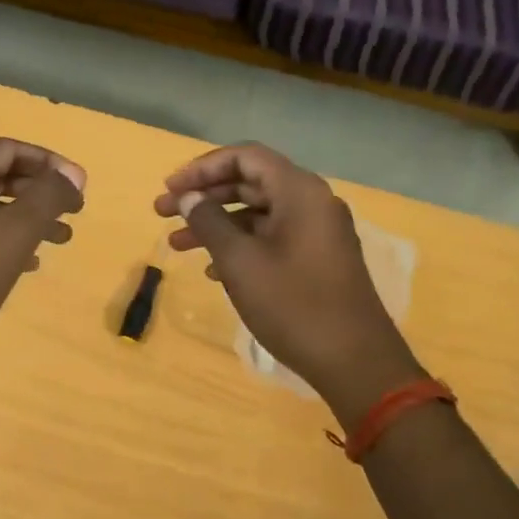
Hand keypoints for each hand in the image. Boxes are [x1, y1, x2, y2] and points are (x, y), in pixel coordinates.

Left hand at [0, 139, 86, 381]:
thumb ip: (49, 195)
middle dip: (41, 191)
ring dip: (29, 219)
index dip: (48, 161)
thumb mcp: (16, 229)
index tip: (78, 184)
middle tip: (75, 211)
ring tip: (63, 239)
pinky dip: (8, 243)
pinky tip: (31, 263)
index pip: (7, 149)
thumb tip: (73, 176)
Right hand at [155, 143, 419, 427]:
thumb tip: (189, 197)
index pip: (245, 157)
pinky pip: (272, 238)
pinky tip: (213, 271)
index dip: (202, 168)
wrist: (354, 361)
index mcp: (299, 192)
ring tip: (177, 246)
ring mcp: (318, 233)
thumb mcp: (240, 261)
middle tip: (163, 214)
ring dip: (216, 225)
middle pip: (250, 183)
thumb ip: (209, 222)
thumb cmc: (293, 305)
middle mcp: (312, 203)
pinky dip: (240, 246)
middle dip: (204, 197)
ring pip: (258, 214)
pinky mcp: (318, 260)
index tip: (170, 189)